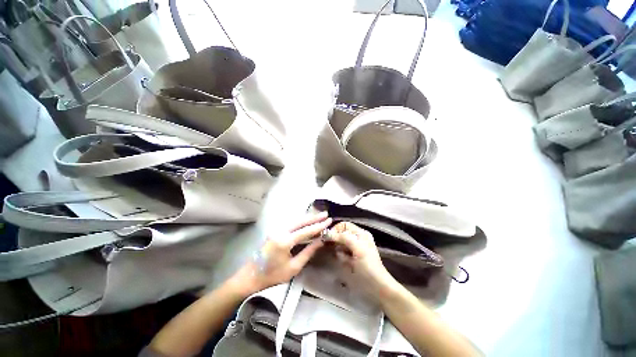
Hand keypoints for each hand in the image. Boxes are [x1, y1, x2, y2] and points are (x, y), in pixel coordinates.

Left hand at [230, 213, 331, 295]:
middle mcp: (280, 231)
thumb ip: (308, 252)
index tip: (329, 221)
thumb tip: (320, 241)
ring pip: (296, 221)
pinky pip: (291, 224)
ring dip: (308, 218)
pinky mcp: (275, 231)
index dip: (318, 226)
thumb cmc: (273, 276)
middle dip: (314, 217)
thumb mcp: (293, 267)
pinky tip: (307, 221)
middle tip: (326, 214)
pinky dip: (301, 222)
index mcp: (285, 241)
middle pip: (300, 221)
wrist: (251, 276)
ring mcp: (276, 230)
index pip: (306, 230)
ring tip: (319, 216)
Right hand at [330, 221, 396, 297]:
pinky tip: (346, 262)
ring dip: (339, 250)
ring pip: (340, 244)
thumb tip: (328, 234)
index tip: (327, 238)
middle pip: (341, 234)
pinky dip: (341, 257)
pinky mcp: (352, 257)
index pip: (343, 225)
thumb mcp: (357, 248)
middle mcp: (357, 238)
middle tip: (333, 248)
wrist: (377, 286)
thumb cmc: (368, 266)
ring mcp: (355, 248)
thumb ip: (343, 238)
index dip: (335, 229)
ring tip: (344, 258)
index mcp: (360, 233)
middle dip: (336, 241)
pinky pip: (342, 253)